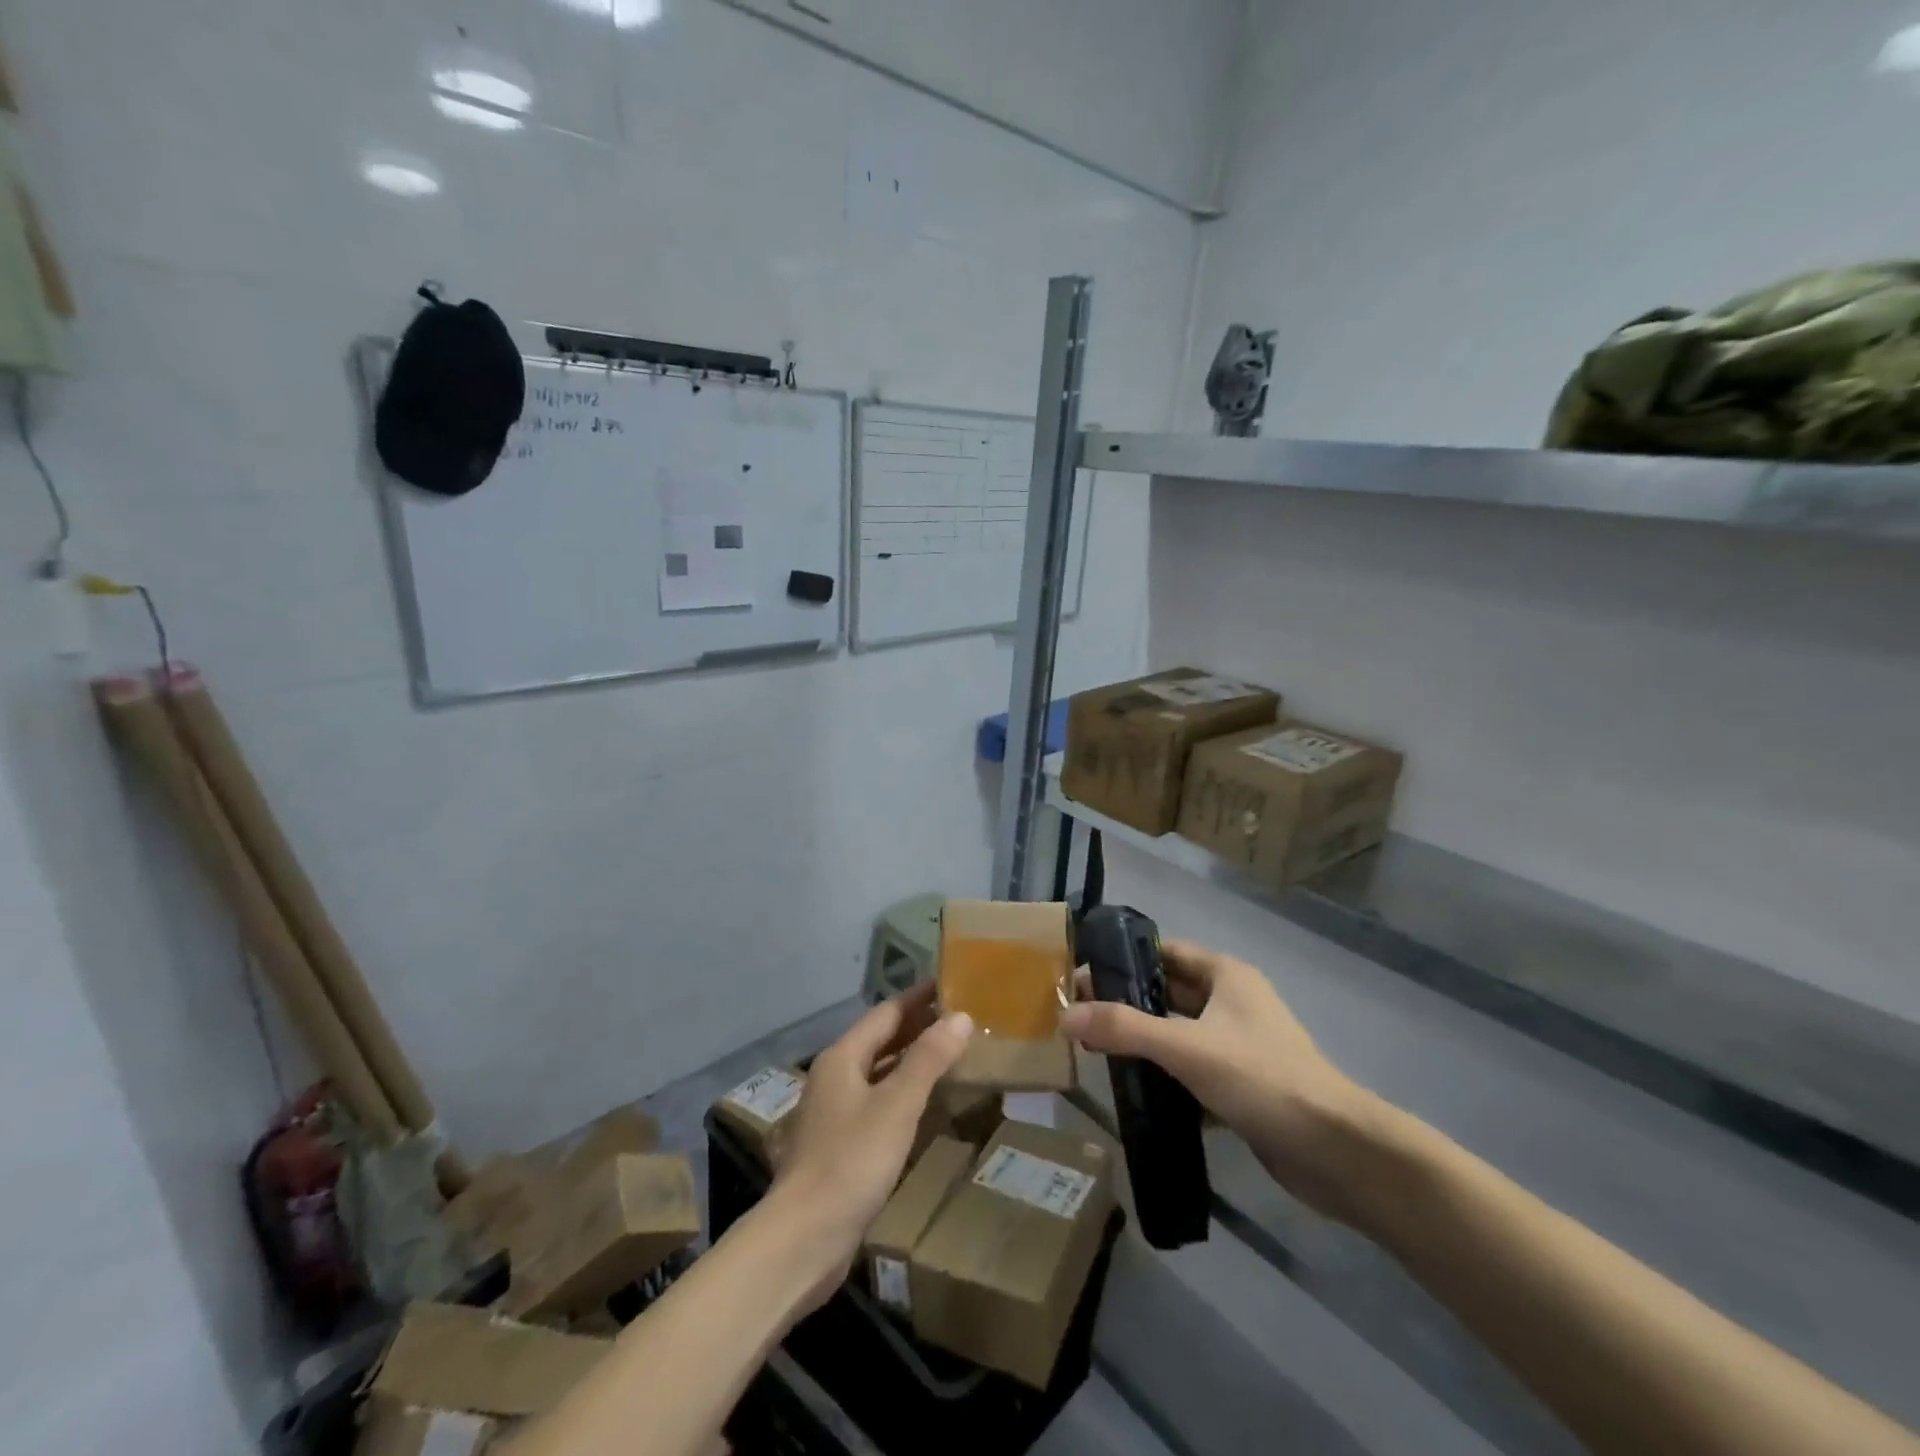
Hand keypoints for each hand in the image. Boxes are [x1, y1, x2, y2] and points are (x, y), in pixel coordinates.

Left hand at [768, 983, 972, 1307]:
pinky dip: (902, 1094)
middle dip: (917, 1027)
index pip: (887, 1013)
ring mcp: (833, 1113)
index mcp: (842, 1057)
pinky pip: (876, 1103)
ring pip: (878, 1073)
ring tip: (949, 1055)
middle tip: (960, 1018)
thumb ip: (928, 1059)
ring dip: (911, 1061)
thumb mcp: (897, 1105)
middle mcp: (834, 1077)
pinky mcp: (838, 1145)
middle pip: (880, 1040)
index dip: (919, 998)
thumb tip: (960, 1016)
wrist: (804, 1238)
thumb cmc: (851, 1161)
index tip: (951, 985)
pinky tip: (924, 1106)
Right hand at [1061, 940, 1377, 1225]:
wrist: (1337, 1152)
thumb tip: (1064, 1016)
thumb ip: (1124, 1029)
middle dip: (1127, 1003)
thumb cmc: (1263, 1079)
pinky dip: (1165, 1078)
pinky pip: (1192, 1072)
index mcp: (1226, 976)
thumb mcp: (1187, 1048)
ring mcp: (1239, 1046)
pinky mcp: (1242, 1087)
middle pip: (1169, 993)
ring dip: (1144, 1042)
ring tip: (1095, 1052)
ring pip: (1179, 1035)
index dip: (1124, 958)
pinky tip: (1134, 1094)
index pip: (1165, 951)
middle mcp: (1233, 1003)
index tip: (1082, 973)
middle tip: (1078, 1015)